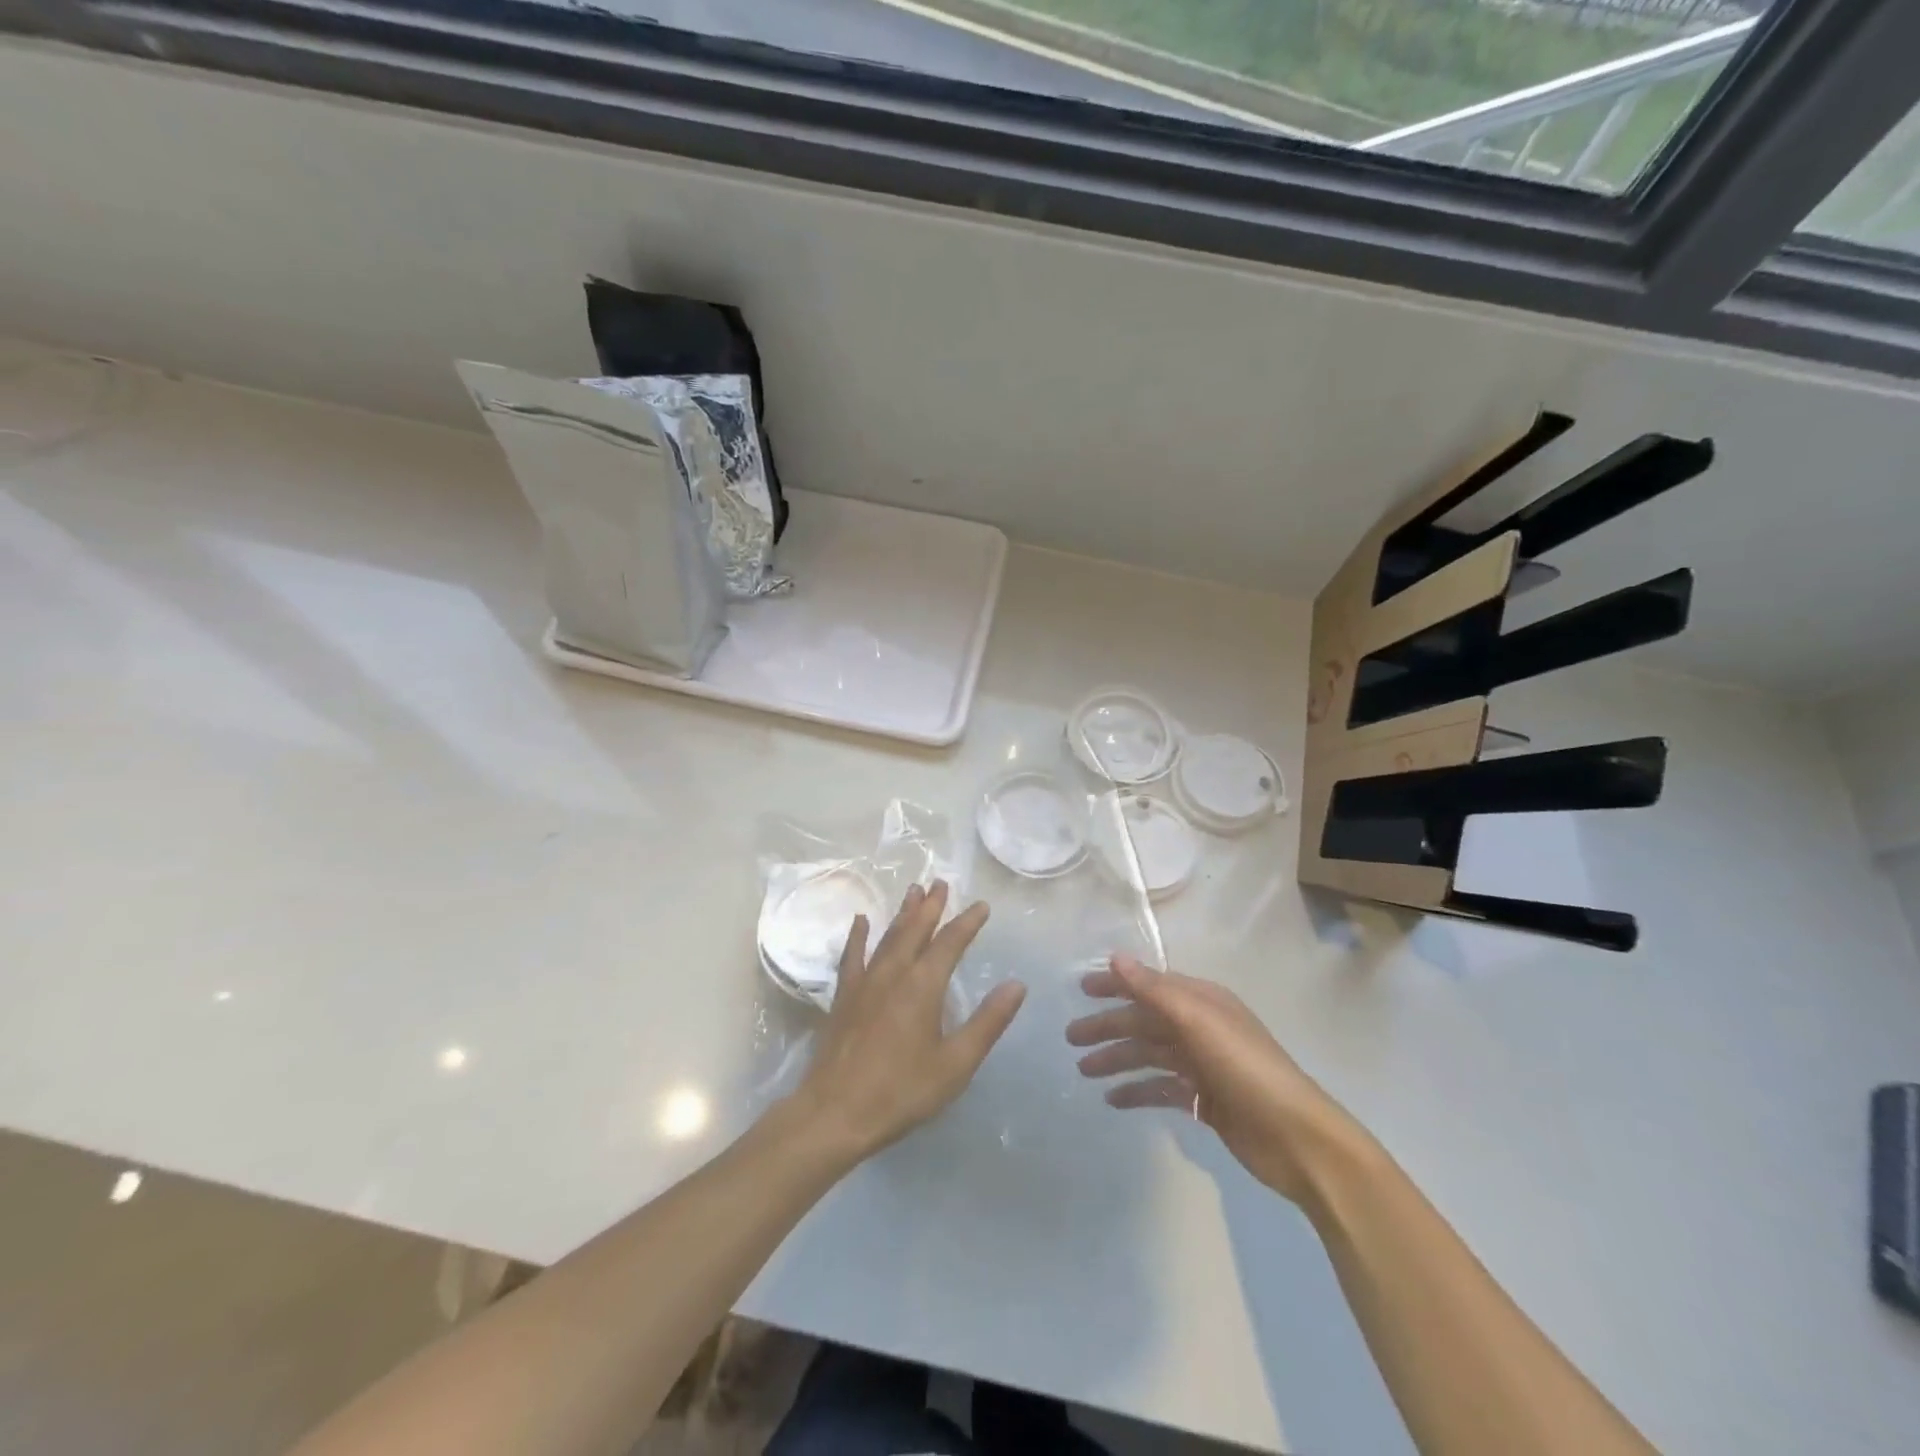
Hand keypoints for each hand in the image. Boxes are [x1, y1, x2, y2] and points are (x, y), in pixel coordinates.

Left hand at [791, 882, 1025, 1164]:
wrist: (835, 1112)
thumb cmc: (901, 1090)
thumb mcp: (956, 1063)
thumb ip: (988, 1022)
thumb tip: (1017, 985)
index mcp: (923, 985)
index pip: (950, 942)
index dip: (967, 922)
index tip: (981, 905)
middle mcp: (893, 972)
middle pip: (915, 929)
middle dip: (931, 906)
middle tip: (941, 883)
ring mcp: (864, 982)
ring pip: (888, 936)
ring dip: (903, 913)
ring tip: (913, 892)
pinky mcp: (844, 996)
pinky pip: (852, 955)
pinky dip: (859, 935)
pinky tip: (861, 921)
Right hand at [1067, 955, 1360, 1204]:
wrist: (1297, 1139)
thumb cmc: (1246, 1070)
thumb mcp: (1198, 1022)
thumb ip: (1155, 991)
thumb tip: (1116, 957)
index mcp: (1202, 1002)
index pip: (1150, 985)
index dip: (1116, 985)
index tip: (1081, 988)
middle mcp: (1201, 1028)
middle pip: (1145, 1022)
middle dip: (1109, 1027)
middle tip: (1070, 1038)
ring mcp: (1203, 1066)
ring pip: (1150, 1055)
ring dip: (1117, 1060)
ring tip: (1083, 1071)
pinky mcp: (1206, 1101)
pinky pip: (1162, 1089)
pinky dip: (1138, 1091)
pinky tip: (1113, 1100)